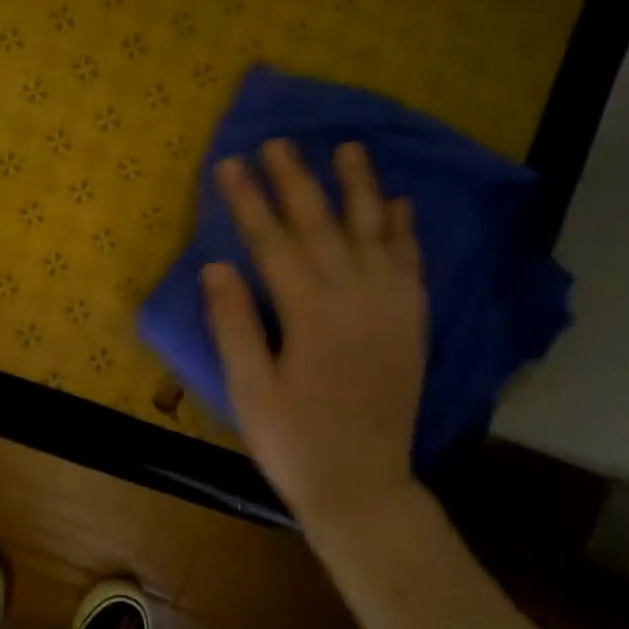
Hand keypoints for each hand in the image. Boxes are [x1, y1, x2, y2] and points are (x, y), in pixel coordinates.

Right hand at [201, 139, 426, 524]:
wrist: (363, 486)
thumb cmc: (294, 444)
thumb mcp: (249, 391)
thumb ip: (234, 325)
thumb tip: (216, 265)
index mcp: (311, 315)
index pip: (273, 243)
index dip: (248, 202)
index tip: (230, 164)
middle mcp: (356, 299)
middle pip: (322, 226)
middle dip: (296, 181)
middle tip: (278, 142)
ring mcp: (391, 309)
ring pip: (373, 234)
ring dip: (359, 188)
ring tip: (347, 148)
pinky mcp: (411, 324)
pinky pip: (410, 265)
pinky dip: (403, 231)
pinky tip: (399, 204)